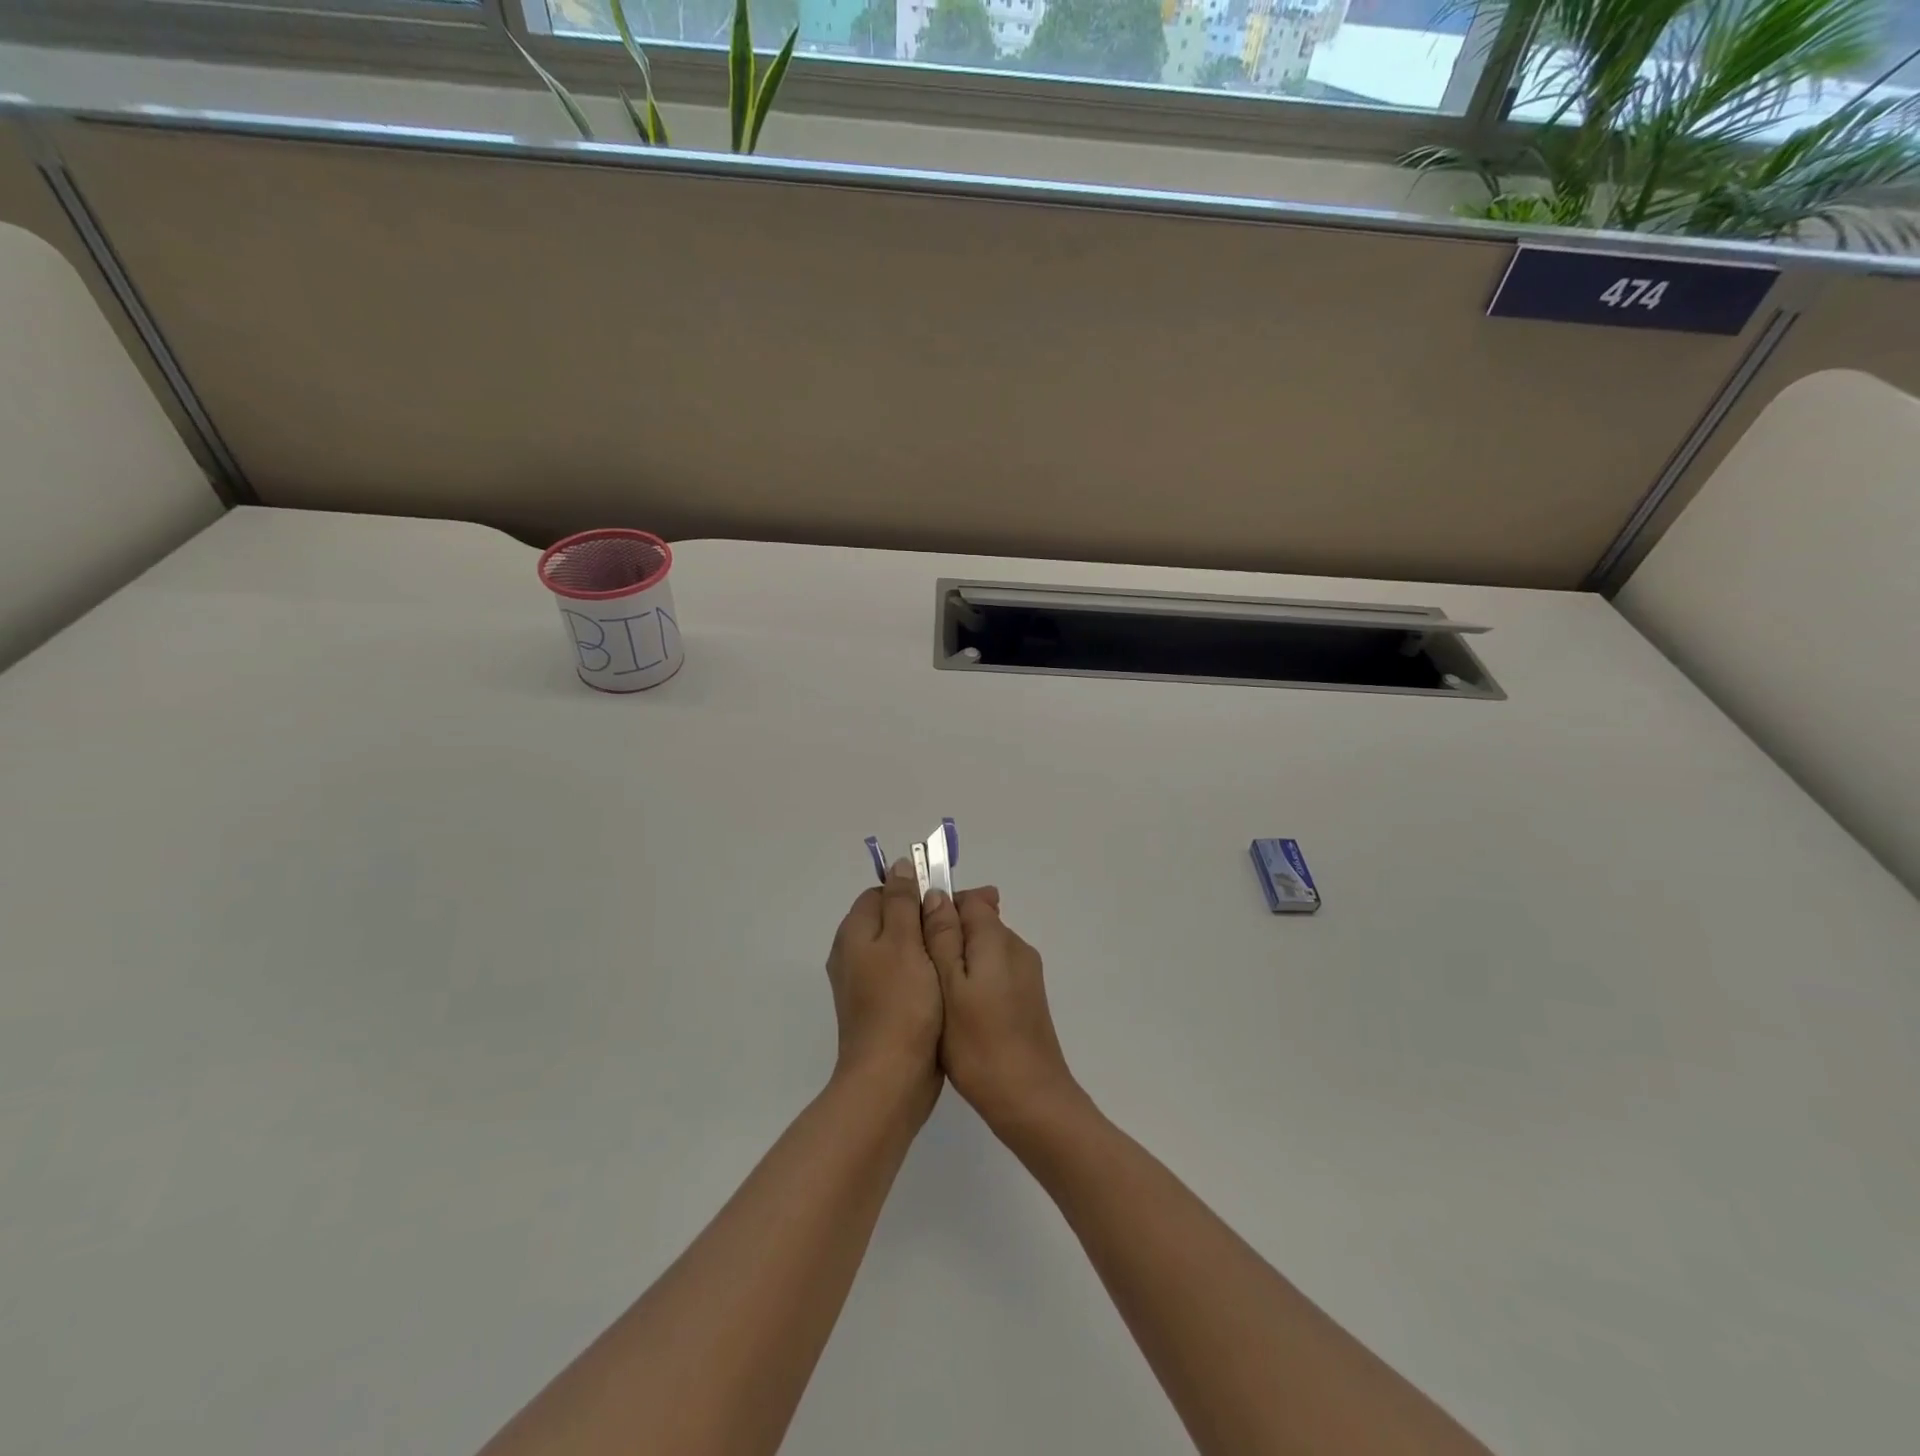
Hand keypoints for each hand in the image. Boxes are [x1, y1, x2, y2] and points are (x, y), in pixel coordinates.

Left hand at [825, 860, 943, 1119]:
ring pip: (901, 949)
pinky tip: (947, 983)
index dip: (915, 892)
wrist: (890, 1078)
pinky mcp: (880, 1008)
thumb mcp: (904, 942)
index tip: (947, 903)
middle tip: (960, 929)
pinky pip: (903, 976)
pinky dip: (924, 973)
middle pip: (892, 919)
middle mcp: (852, 954)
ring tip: (959, 955)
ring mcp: (864, 984)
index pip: (883, 892)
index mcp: (854, 933)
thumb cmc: (901, 1004)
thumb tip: (900, 865)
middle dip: (925, 918)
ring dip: (928, 946)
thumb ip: (902, 901)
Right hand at [921, 886, 1080, 1133]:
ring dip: (959, 960)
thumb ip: (943, 937)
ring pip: (984, 949)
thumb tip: (936, 894)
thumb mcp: (949, 987)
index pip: (969, 899)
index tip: (914, 934)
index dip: (939, 907)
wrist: (1030, 1100)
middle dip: (947, 935)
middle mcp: (1017, 948)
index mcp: (998, 939)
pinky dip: (973, 980)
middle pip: (978, 922)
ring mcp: (1026, 974)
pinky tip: (956, 1010)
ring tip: (933, 993)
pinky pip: (994, 972)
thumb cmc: (980, 1045)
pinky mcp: (1026, 999)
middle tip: (919, 969)